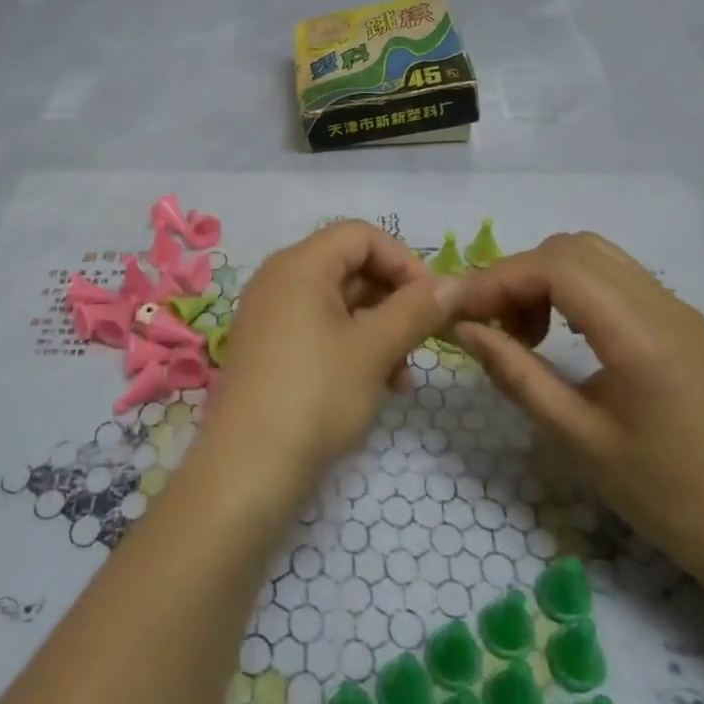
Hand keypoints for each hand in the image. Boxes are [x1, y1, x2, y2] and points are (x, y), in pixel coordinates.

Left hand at [199, 222, 451, 502]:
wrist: (248, 469)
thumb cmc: (316, 394)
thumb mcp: (374, 349)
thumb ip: (416, 309)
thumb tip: (455, 283)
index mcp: (300, 263)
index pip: (360, 235)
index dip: (403, 260)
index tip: (433, 302)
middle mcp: (280, 278)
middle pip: (349, 266)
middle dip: (393, 300)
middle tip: (424, 341)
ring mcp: (270, 314)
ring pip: (338, 303)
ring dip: (378, 330)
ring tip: (403, 378)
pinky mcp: (269, 348)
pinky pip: (319, 329)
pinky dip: (352, 347)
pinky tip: (378, 387)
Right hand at [449, 233, 703, 583]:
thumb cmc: (662, 494)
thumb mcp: (576, 439)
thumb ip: (515, 374)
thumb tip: (464, 329)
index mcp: (640, 335)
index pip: (556, 268)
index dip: (499, 278)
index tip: (461, 309)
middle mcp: (662, 304)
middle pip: (570, 249)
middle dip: (518, 275)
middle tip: (491, 323)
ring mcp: (675, 307)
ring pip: (591, 254)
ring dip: (544, 276)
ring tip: (524, 329)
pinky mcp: (679, 318)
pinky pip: (612, 274)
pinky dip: (572, 285)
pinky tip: (561, 330)